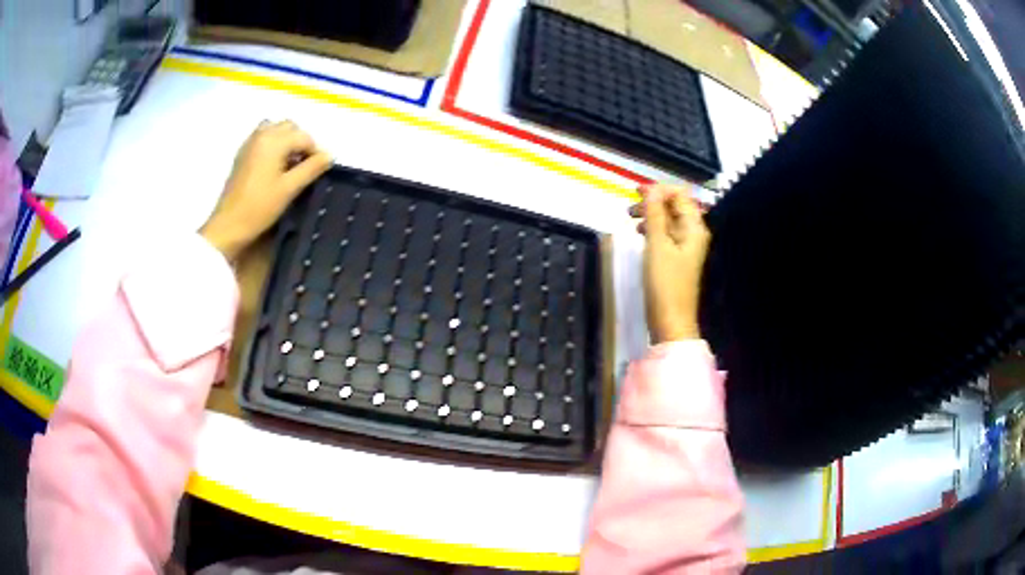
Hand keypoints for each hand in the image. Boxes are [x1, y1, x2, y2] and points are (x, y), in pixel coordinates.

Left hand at [201, 120, 332, 260]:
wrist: (229, 224)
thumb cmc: (260, 207)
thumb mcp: (290, 188)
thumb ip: (311, 169)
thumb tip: (329, 156)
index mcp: (274, 141)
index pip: (304, 137)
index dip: (315, 152)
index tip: (318, 172)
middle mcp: (262, 134)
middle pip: (290, 127)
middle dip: (301, 143)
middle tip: (304, 167)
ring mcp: (250, 143)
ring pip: (276, 130)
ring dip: (286, 141)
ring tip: (289, 163)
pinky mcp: (242, 153)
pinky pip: (263, 138)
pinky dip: (273, 144)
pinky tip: (274, 166)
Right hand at [628, 183, 710, 343]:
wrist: (671, 321)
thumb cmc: (665, 283)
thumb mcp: (657, 245)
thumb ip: (655, 214)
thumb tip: (651, 189)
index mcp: (694, 227)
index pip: (680, 195)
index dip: (659, 189)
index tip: (635, 192)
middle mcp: (693, 233)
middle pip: (675, 206)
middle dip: (654, 201)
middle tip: (630, 207)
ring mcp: (686, 246)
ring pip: (669, 220)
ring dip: (651, 214)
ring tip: (631, 219)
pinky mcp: (677, 258)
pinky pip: (666, 234)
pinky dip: (653, 228)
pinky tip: (640, 233)